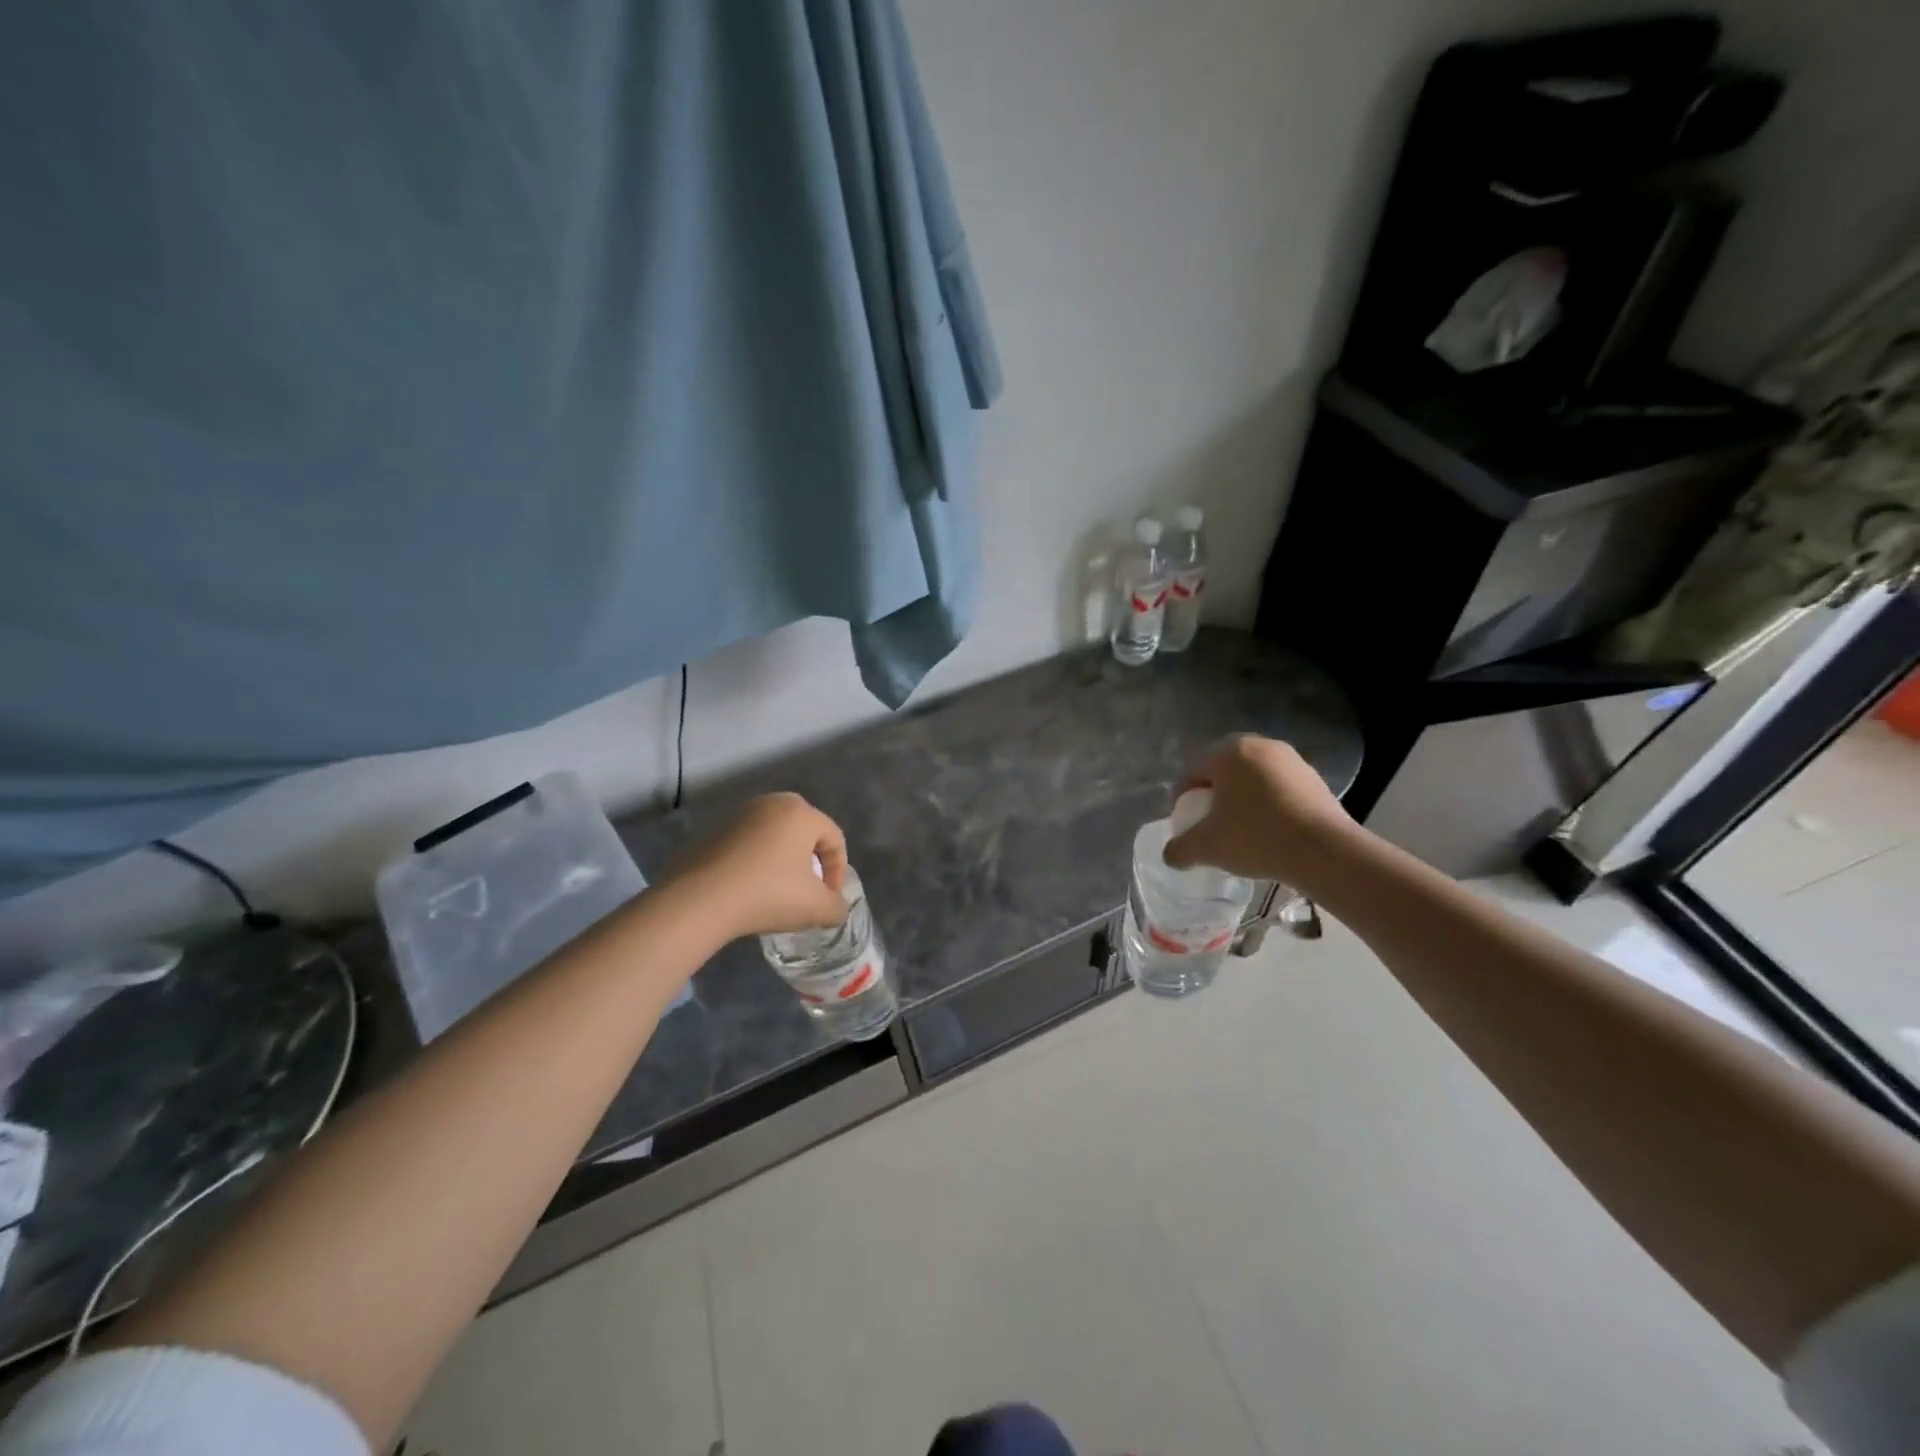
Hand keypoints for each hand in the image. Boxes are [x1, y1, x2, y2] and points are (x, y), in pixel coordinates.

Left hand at [664, 793, 850, 940]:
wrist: (698, 900)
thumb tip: (835, 907)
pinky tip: (750, 889)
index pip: (834, 838)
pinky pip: (749, 844)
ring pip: (776, 836)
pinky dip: (758, 862)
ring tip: (779, 891)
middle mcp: (772, 803)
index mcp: (801, 813)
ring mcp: (740, 815)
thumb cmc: (767, 894)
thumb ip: (836, 907)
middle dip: (812, 861)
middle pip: (805, 832)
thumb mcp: (815, 908)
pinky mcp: (715, 831)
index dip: (838, 871)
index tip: (828, 898)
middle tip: (808, 889)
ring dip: (783, 861)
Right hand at [1162, 735, 1358, 886]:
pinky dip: (1269, 804)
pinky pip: (1279, 788)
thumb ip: (1180, 849)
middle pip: (1224, 770)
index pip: (1193, 769)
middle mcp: (1260, 746)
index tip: (1187, 823)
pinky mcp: (1315, 779)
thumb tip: (1171, 855)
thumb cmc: (1255, 837)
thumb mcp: (1207, 847)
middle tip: (1212, 824)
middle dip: (1214, 795)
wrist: (1325, 852)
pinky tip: (1271, 832)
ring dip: (1243, 799)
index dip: (1183, 797)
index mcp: (1229, 752)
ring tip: (1243, 830)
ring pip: (1254, 778)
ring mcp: (1292, 760)